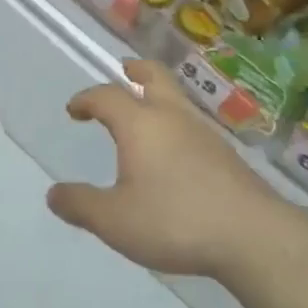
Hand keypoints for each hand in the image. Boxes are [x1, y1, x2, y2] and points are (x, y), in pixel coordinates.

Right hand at [49, 60, 285, 278]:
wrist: (253, 235)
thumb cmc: (174, 221)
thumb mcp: (115, 221)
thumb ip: (81, 205)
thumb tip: (53, 193)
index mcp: (140, 124)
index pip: (107, 96)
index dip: (86, 99)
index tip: (74, 109)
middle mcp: (172, 116)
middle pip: (154, 76)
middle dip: (135, 71)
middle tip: (124, 71)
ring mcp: (204, 132)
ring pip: (177, 98)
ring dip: (158, 96)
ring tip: (146, 114)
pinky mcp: (226, 153)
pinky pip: (193, 124)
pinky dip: (176, 122)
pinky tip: (175, 152)